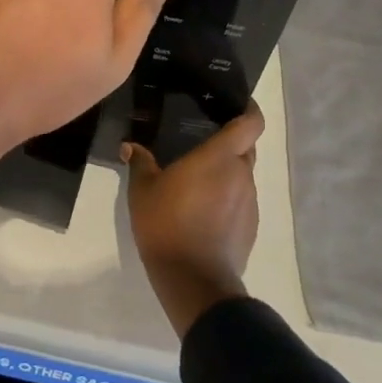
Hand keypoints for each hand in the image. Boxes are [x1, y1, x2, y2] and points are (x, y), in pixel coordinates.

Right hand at [123, 104, 264, 338]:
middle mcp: (241, 174)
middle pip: (246, 147)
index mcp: (219, 158)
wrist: (193, 278)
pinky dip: (227, 198)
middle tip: (204, 142)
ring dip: (226, 173)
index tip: (238, 103)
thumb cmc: (165, 224)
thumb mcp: (142, 190)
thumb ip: (140, 163)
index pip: (251, 123)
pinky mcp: (251, 226)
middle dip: (231, 142)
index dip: (250, 110)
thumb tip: (130, 146)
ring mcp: (250, 202)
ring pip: (243, 176)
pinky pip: (241, 201)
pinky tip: (204, 211)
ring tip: (198, 181)